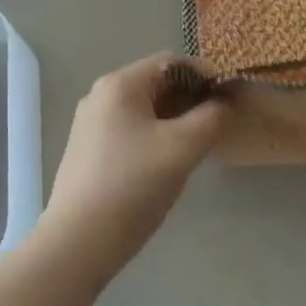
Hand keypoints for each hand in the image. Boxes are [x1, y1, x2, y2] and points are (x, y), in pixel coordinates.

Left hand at [37, 54, 227, 275]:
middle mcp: (100, 95)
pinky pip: (129, 129)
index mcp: (120, 84)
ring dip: (173, 120)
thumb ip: (211, 117)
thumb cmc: (134, 185)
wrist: (78, 243)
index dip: (204, 76)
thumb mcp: (183, 147)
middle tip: (214, 126)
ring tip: (193, 147)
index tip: (227, 101)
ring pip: (143, 109)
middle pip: (156, 84)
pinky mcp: (87, 150)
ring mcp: (89, 124)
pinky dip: (153, 136)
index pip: (172, 63)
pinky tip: (164, 165)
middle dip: (189, 100)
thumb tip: (225, 102)